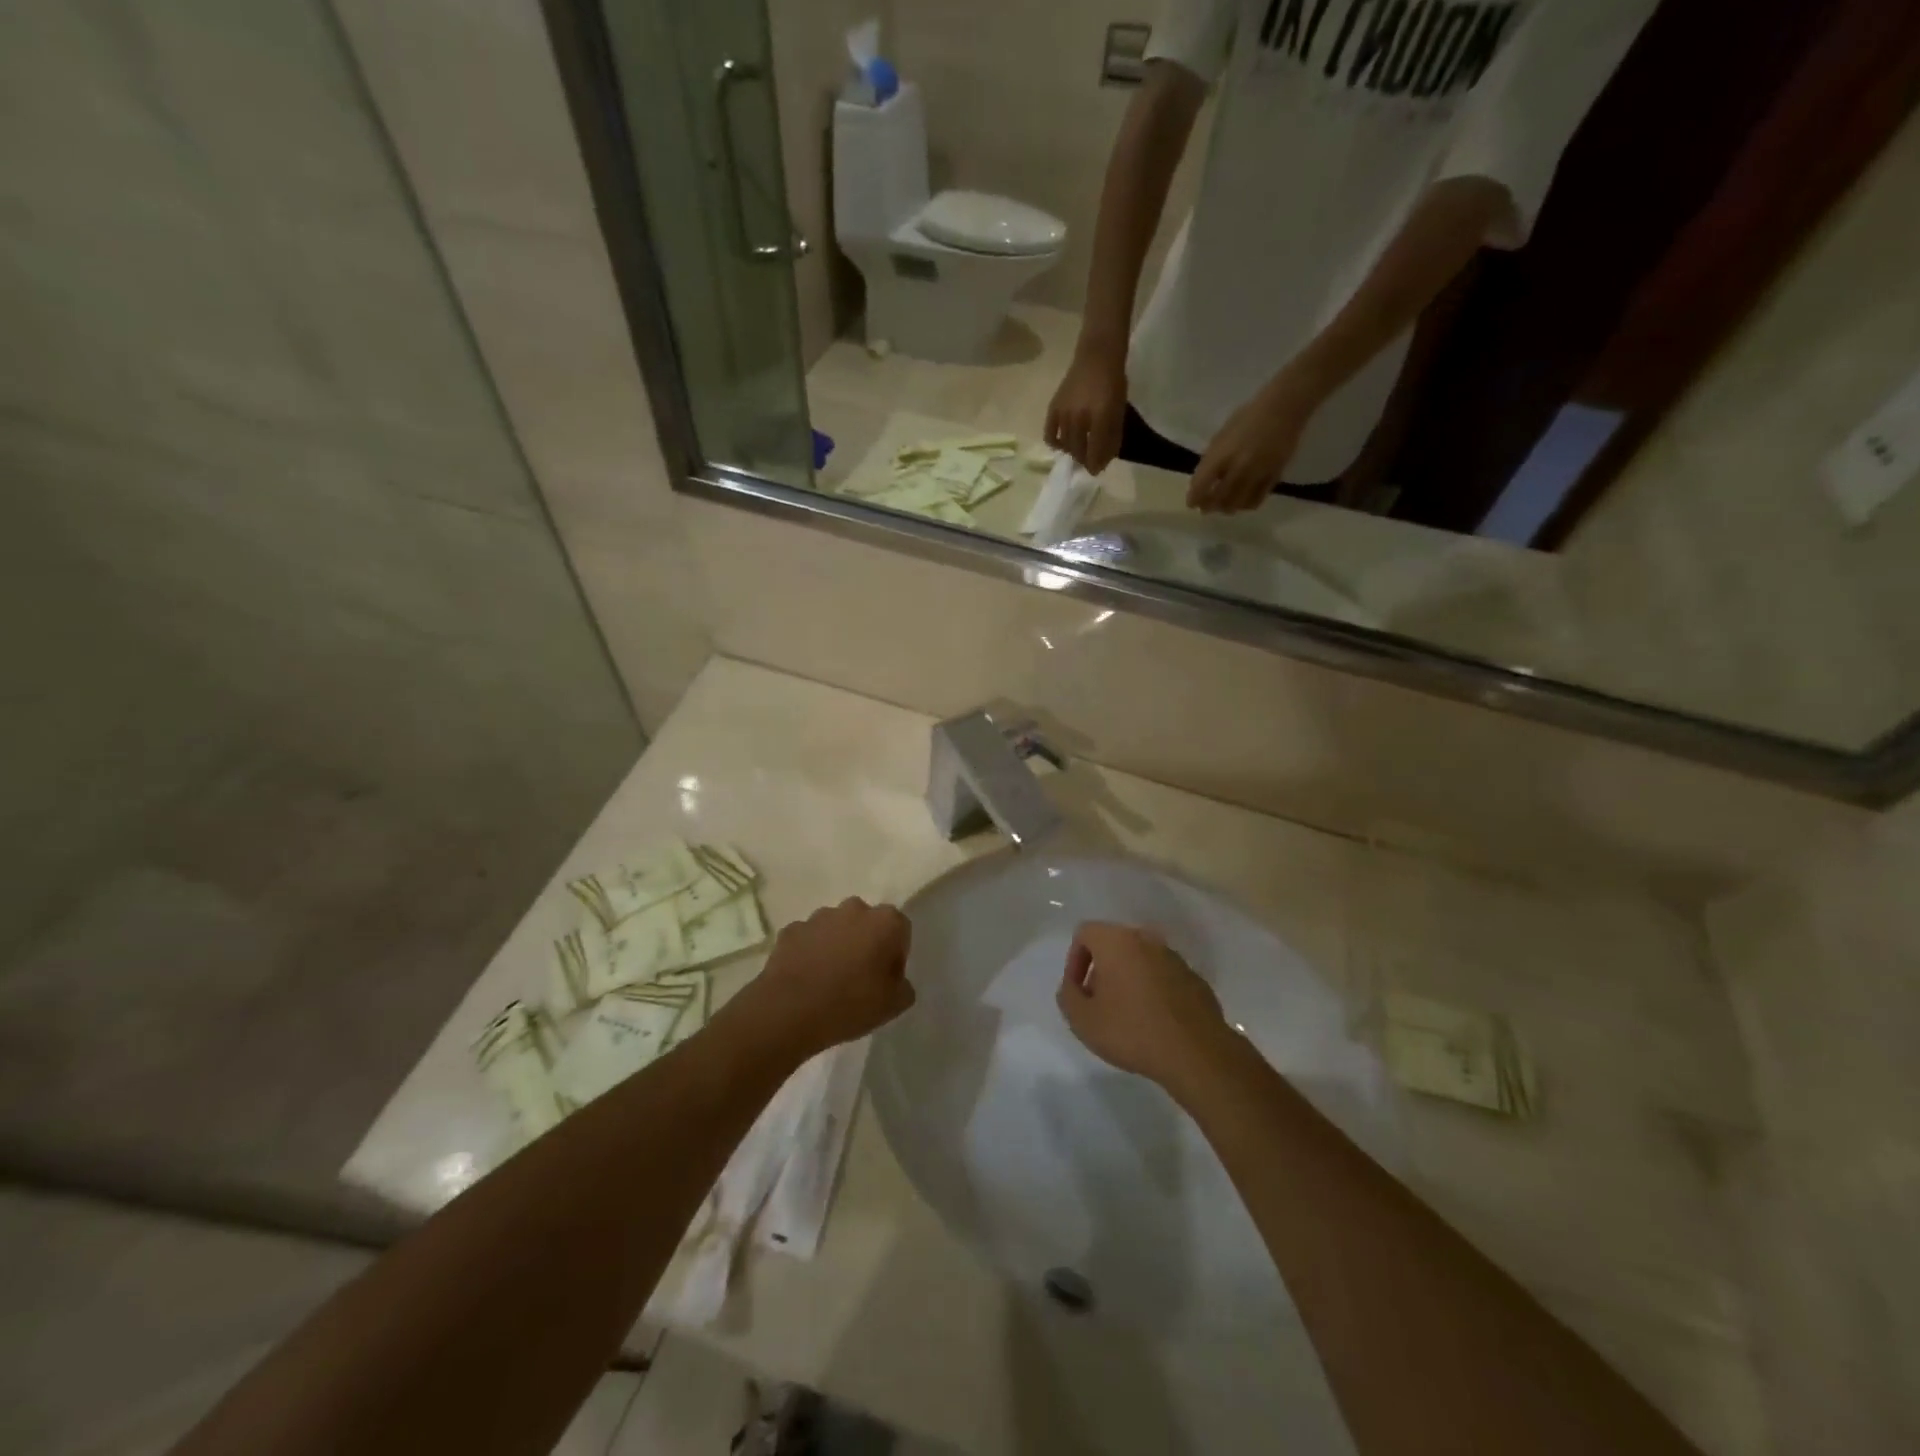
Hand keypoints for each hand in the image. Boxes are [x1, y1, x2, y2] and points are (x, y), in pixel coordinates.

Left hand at [729, 898, 914, 1060]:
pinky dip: (811, 952)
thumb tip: (895, 980)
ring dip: (838, 945)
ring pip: (836, 928)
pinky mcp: (791, 929)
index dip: (896, 955)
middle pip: (868, 923)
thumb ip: (903, 986)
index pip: (901, 930)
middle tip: (860, 977)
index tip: (886, 979)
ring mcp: (819, 917)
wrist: (788, 1011)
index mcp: (885, 922)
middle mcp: (854, 909)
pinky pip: (809, 939)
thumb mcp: (894, 1005)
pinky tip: (807, 979)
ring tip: (830, 979)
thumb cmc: (850, 1004)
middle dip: (867, 943)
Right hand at [1045, 345, 1127, 474]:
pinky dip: (1054, 443)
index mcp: (1100, 418)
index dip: (1097, 464)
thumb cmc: (1113, 382)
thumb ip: (1112, 436)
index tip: (1097, 470)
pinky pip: (1049, 434)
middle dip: (1085, 460)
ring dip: (1072, 452)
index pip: (1095, 451)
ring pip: (1065, 445)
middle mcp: (1079, 418)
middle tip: (1089, 460)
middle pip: (1078, 451)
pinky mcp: (1053, 408)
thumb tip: (1104, 460)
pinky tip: (1061, 444)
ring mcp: (1064, 413)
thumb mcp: (1118, 410)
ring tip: (1078, 450)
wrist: (1096, 355)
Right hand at [1056, 922, 1228, 1089]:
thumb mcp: (1082, 1020)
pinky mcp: (1194, 978)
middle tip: (1098, 1003)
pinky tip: (1153, 1022)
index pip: (1085, 933)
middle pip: (1114, 944)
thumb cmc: (1132, 1030)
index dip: (1074, 960)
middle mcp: (1146, 940)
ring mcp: (1174, 958)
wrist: (1196, 1053)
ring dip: (1128, 979)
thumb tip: (1073, 986)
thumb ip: (1068, 996)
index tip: (1078, 991)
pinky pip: (1163, 976)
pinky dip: (1153, 990)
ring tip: (1126, 1015)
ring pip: (1140, 960)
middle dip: (1101, 970)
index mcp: (1117, 941)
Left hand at [1187, 369, 1323, 513]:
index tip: (1191, 504)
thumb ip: (1212, 459)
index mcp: (1221, 455)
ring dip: (1227, 508)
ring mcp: (1257, 473)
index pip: (1201, 485)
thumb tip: (1203, 480)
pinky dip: (1247, 504)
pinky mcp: (1273, 476)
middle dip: (1209, 506)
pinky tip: (1243, 502)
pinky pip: (1257, 499)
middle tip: (1206, 509)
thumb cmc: (1248, 417)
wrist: (1283, 408)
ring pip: (1238, 503)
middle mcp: (1238, 467)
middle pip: (1219, 498)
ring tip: (1224, 507)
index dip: (1194, 498)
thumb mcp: (1221, 435)